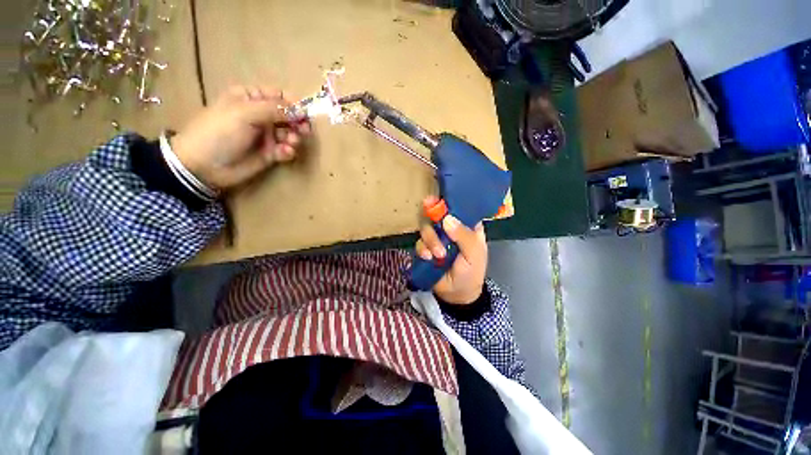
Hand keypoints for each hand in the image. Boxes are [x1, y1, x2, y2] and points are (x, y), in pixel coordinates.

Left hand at [170, 86, 311, 190]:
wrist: (205, 166)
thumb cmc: (220, 131)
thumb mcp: (244, 113)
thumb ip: (274, 109)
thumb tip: (301, 110)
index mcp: (250, 98)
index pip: (278, 95)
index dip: (293, 102)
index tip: (304, 112)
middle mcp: (260, 115)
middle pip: (288, 115)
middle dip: (298, 122)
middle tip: (305, 130)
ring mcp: (265, 135)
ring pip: (289, 133)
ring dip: (294, 138)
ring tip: (291, 143)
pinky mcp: (270, 153)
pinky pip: (286, 150)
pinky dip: (288, 151)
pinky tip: (284, 153)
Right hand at [415, 196, 486, 304]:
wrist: (457, 294)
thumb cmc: (472, 272)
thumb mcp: (474, 254)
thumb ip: (464, 236)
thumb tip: (447, 219)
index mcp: (466, 226)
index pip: (457, 209)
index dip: (447, 203)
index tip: (435, 200)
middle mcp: (450, 229)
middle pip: (436, 215)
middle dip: (434, 223)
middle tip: (435, 227)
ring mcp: (437, 238)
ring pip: (426, 228)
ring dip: (430, 240)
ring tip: (438, 255)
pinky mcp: (426, 249)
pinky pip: (419, 243)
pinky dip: (422, 249)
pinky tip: (429, 258)